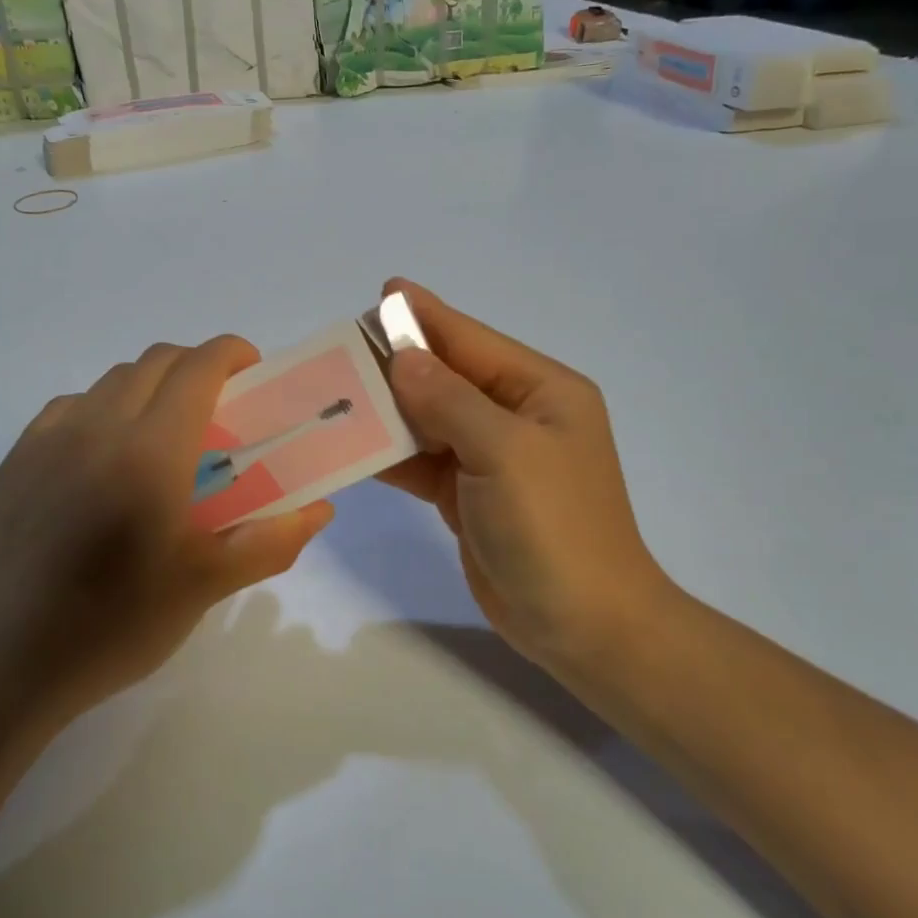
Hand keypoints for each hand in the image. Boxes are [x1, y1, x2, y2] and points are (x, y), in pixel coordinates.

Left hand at [0, 338, 334, 719]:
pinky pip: (71, 406)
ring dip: (151, 386)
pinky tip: (106, 455)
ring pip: (112, 380)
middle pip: (156, 362)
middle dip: (196, 367)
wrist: (10, 660)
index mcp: (151, 451)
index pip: (197, 368)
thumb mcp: (208, 584)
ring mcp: (49, 439)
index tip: (253, 373)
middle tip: (219, 409)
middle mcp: (98, 427)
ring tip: (164, 434)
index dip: (231, 354)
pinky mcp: (17, 458)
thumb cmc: (119, 622)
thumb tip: (320, 509)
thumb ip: (272, 540)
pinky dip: (103, 408)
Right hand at [378, 280, 673, 672]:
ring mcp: (493, 458)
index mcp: (542, 391)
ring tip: (334, 391)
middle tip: (341, 348)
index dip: (426, 318)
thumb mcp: (505, 453)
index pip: (473, 342)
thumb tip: (403, 358)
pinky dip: (392, 453)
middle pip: (447, 378)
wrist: (582, 624)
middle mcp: (518, 416)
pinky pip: (424, 461)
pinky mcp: (470, 495)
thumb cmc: (554, 528)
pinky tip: (353, 443)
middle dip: (397, 363)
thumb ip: (450, 401)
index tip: (382, 292)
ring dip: (388, 409)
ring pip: (430, 420)